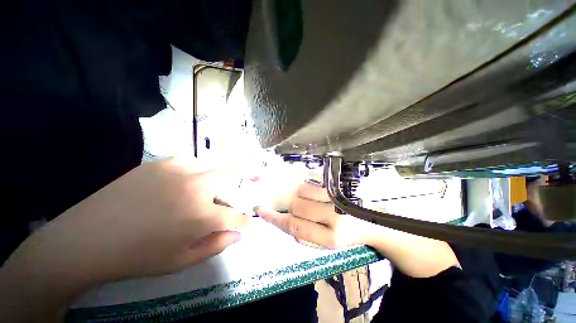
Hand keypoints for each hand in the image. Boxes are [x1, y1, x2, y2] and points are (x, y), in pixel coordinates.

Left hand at [4, 158, 250, 284]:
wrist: (87, 237)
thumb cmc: (137, 256)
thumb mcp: (182, 260)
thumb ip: (217, 245)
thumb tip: (241, 234)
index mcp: (200, 215)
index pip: (235, 215)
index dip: (245, 220)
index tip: (250, 221)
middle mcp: (194, 186)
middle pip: (233, 173)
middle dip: (250, 174)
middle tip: (259, 176)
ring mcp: (178, 170)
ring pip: (213, 165)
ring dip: (222, 175)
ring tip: (218, 186)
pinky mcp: (162, 163)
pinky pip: (192, 163)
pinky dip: (200, 171)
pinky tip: (191, 180)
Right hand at [257, 181, 458, 278]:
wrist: (382, 223)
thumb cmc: (352, 235)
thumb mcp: (329, 244)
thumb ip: (306, 232)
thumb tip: (286, 219)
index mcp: (330, 239)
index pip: (294, 227)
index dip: (275, 219)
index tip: (261, 211)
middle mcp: (334, 218)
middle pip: (297, 207)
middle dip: (290, 207)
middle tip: (293, 207)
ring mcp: (338, 199)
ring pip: (303, 193)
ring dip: (299, 196)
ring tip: (308, 200)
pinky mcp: (342, 188)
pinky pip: (314, 183)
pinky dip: (308, 187)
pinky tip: (314, 192)